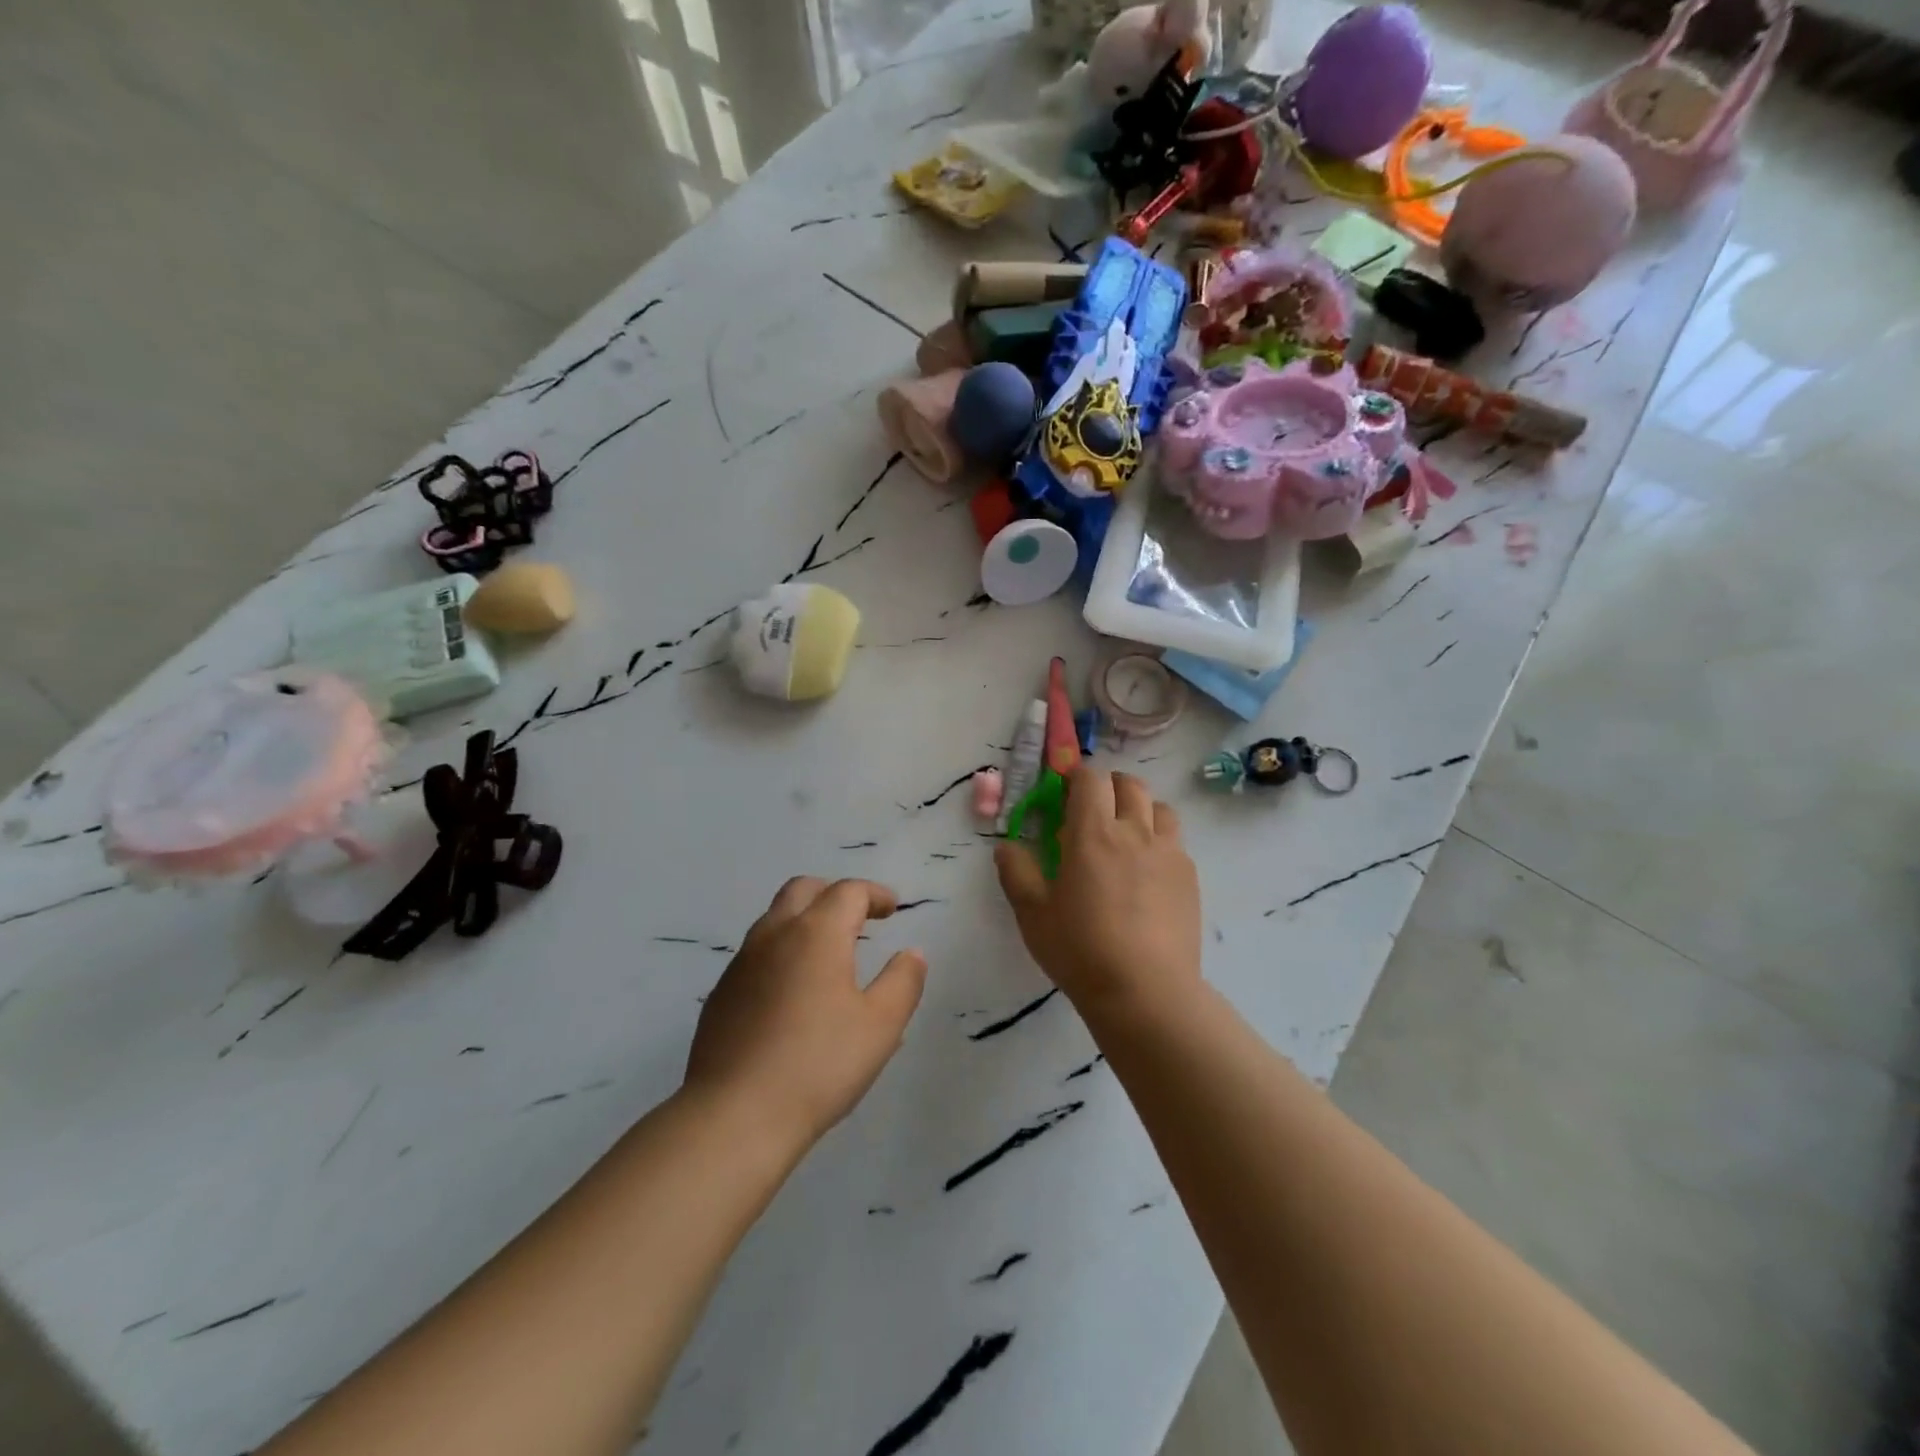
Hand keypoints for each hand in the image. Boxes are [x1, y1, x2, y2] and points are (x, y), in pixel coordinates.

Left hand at [684, 878, 927, 1149]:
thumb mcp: (881, 1025)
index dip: (874, 894)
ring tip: (829, 954)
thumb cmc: (819, 1065)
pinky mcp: (721, 995)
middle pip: (803, 890)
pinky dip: (782, 953)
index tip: (893, 908)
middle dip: (834, 894)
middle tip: (858, 917)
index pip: (848, 892)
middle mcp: (775, 935)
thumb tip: (912, 954)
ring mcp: (741, 964)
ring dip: (805, 921)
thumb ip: (903, 982)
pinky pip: (756, 954)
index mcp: (816, 933)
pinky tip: (793, 993)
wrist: (734, 1116)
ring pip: (775, 919)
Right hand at [995, 767, 1200, 1020]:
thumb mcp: (1032, 914)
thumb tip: (1006, 845)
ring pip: (1160, 807)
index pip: (1090, 779)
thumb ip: (1017, 872)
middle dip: (1108, 786)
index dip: (1076, 776)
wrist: (1146, 992)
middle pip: (1129, 784)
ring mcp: (1168, 852)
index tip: (1063, 790)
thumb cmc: (1080, 950)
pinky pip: (1176, 840)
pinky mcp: (1189, 877)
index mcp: (1092, 833)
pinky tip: (1148, 870)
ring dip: (1140, 808)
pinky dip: (1159, 839)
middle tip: (1092, 808)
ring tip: (1125, 833)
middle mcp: (1134, 831)